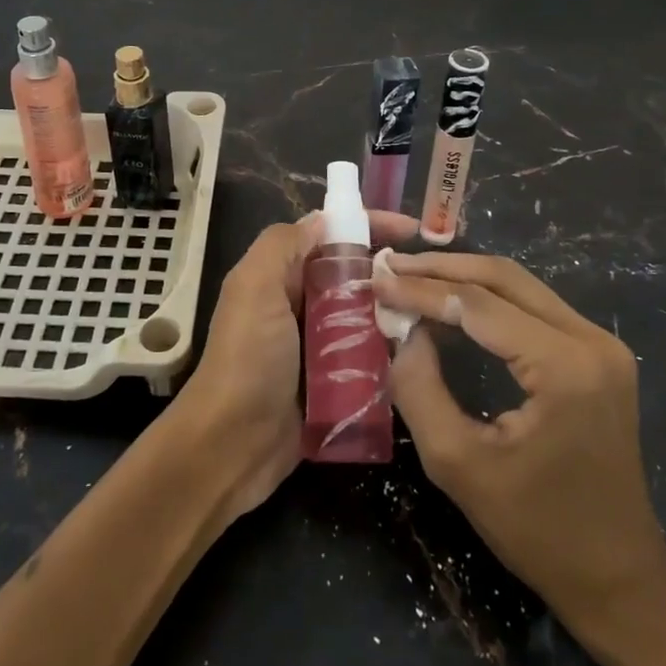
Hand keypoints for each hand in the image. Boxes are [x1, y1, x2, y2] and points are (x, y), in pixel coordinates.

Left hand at [175, 211, 417, 518]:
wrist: (232, 445)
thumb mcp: (255, 287)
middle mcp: (299, 303)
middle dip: (388, 269)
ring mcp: (318, 344)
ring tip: (433, 309)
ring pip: (365, 313)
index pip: (329, 235)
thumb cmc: (247, 358)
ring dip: (394, 310)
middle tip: (429, 275)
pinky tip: (420, 349)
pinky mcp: (334, 381)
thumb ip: (282, 245)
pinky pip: (369, 355)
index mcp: (278, 275)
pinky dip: (390, 350)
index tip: (412, 228)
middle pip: (352, 273)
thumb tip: (323, 220)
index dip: (368, 225)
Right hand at [379, 253, 665, 615]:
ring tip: (411, 277)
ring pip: (520, 286)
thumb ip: (419, 387)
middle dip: (442, 268)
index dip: (422, 290)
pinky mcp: (598, 355)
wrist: (617, 576)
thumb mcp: (457, 463)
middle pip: (504, 278)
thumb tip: (403, 331)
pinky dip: (487, 299)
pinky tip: (450, 304)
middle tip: (391, 265)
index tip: (376, 279)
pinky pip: (533, 307)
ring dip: (463, 278)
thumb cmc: (536, 530)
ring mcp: (601, 344)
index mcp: (564, 367)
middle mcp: (591, 341)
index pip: (479, 305)